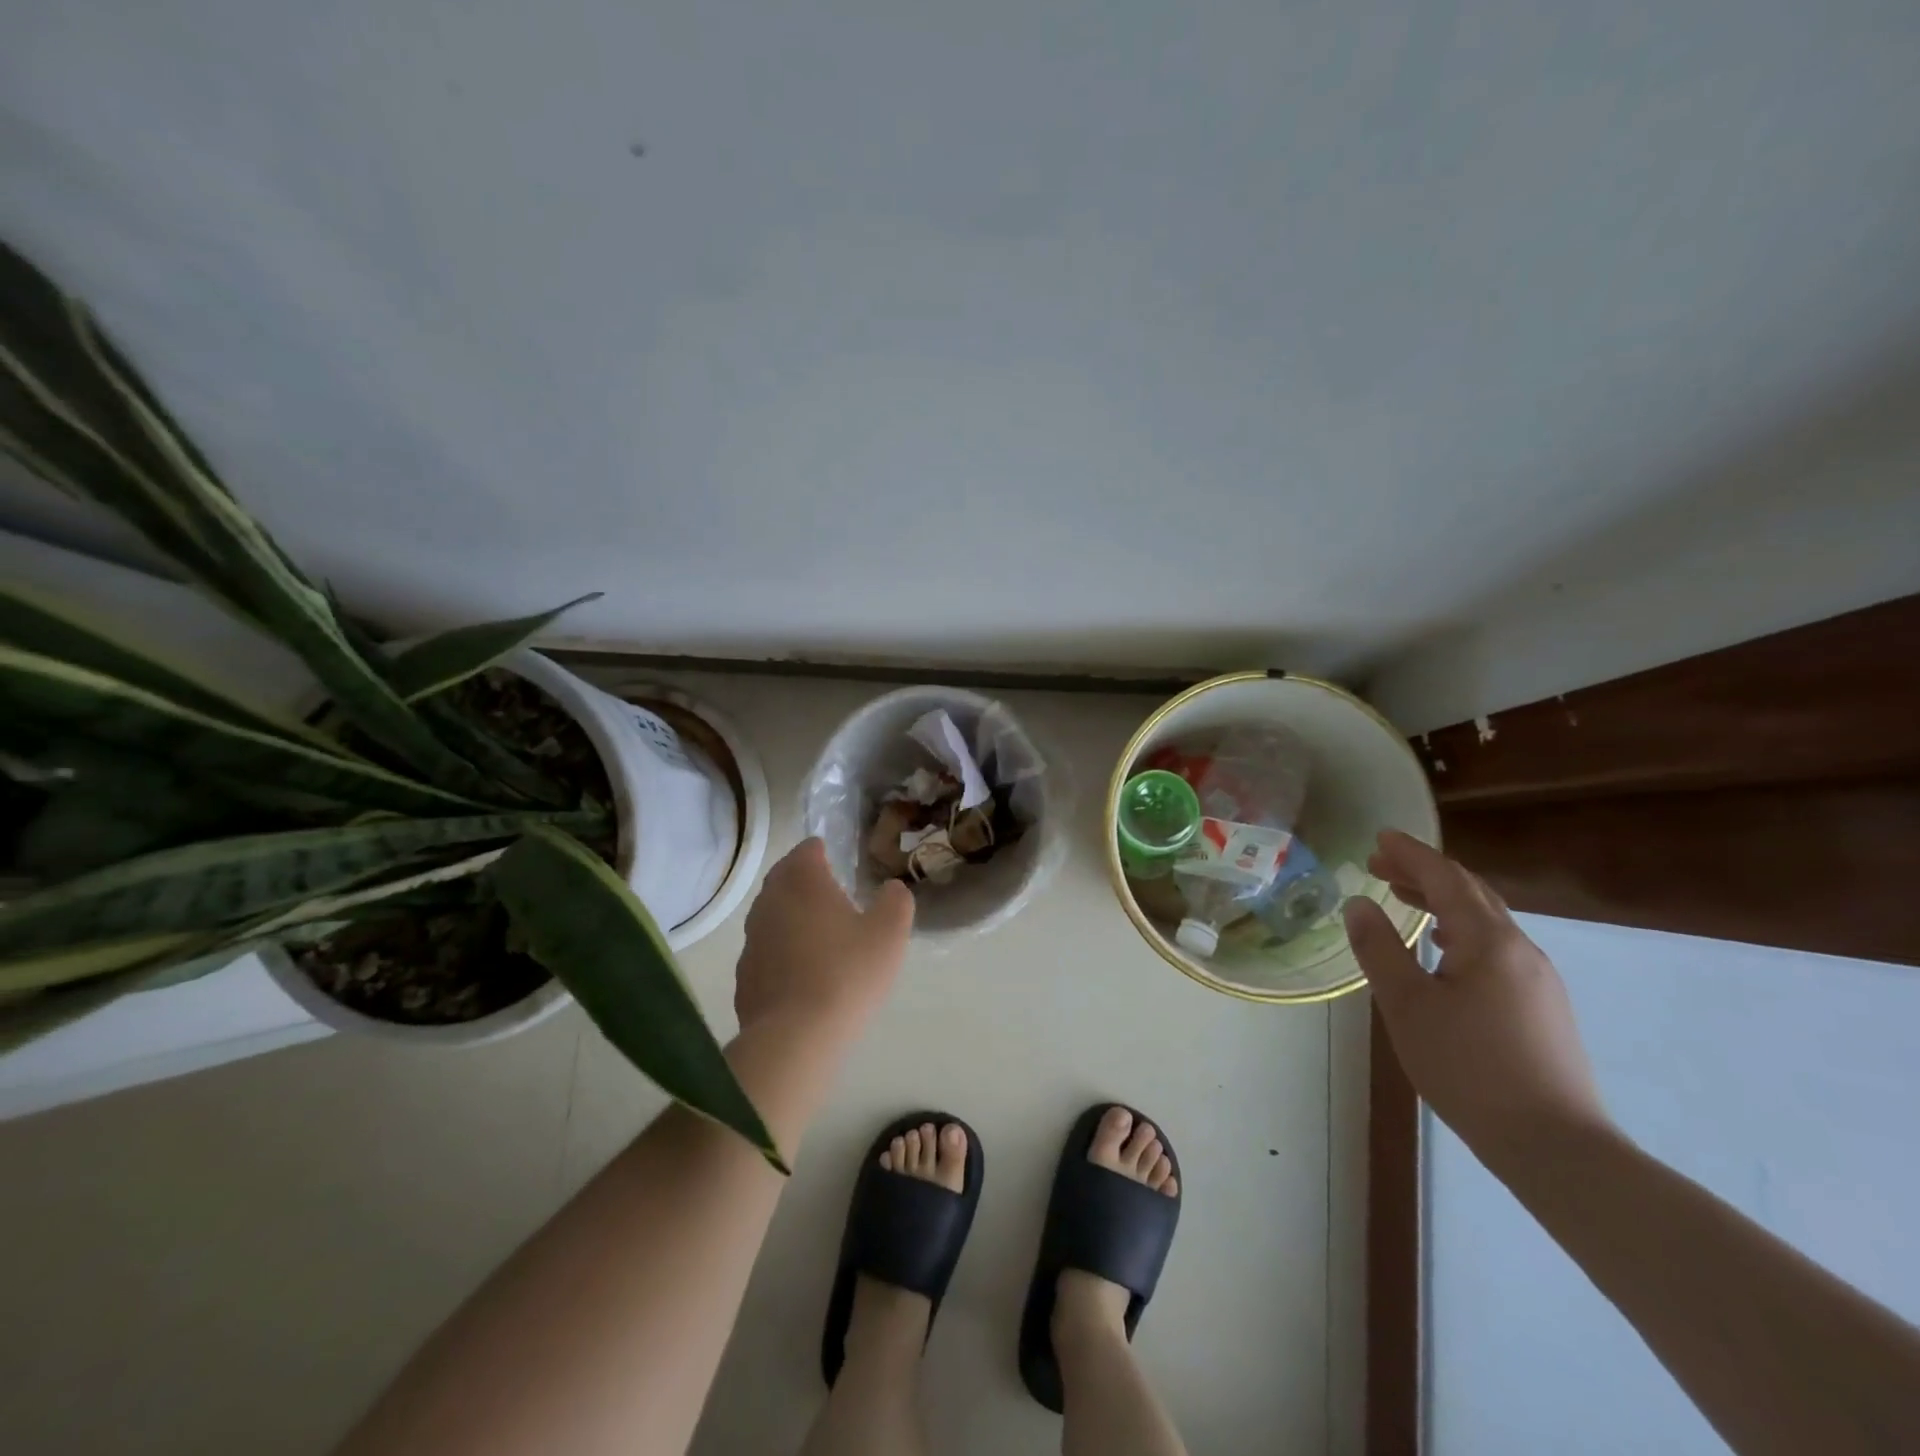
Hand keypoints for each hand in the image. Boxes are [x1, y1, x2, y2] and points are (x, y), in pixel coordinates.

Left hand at [734, 838, 913, 1047]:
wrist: (795, 1038)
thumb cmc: (847, 973)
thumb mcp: (889, 933)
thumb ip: (896, 901)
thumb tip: (892, 889)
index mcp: (802, 881)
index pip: (808, 849)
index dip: (824, 852)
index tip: (840, 864)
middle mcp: (770, 901)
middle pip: (785, 878)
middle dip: (805, 882)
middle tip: (833, 896)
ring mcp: (752, 939)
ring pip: (773, 915)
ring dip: (793, 918)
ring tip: (820, 937)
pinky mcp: (744, 975)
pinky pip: (766, 951)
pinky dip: (782, 952)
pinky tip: (803, 974)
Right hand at [1343, 831, 1612, 1169]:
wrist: (1555, 1146)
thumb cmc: (1469, 1067)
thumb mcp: (1407, 1005)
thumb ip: (1379, 948)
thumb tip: (1358, 905)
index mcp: (1489, 941)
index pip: (1446, 878)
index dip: (1411, 854)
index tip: (1378, 837)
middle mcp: (1520, 949)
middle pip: (1470, 893)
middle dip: (1424, 873)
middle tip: (1380, 865)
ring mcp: (1537, 978)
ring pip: (1485, 920)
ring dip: (1441, 901)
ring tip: (1403, 899)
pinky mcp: (1542, 1006)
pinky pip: (1495, 946)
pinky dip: (1460, 929)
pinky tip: (1442, 948)